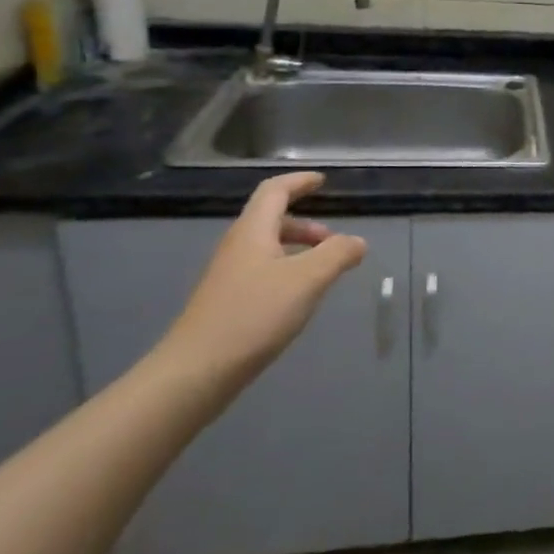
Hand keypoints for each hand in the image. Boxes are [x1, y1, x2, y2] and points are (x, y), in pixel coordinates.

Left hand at [156, 172, 365, 389]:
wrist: (196, 372)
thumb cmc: (253, 315)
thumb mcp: (307, 280)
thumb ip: (337, 254)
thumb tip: (358, 241)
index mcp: (253, 232)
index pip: (274, 191)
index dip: (299, 182)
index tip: (322, 181)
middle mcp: (237, 247)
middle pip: (271, 220)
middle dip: (305, 224)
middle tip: (333, 239)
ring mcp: (228, 276)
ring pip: (267, 248)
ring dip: (297, 249)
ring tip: (322, 271)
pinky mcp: (227, 303)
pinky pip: (262, 272)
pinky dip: (286, 271)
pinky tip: (298, 298)